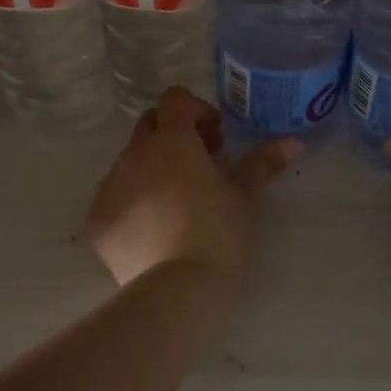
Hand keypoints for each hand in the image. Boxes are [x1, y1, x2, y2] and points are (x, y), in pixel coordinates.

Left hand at [85, 87, 301, 291]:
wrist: (178, 291)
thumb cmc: (218, 233)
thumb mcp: (244, 196)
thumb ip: (263, 163)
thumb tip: (293, 143)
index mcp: (171, 141)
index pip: (174, 99)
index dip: (195, 110)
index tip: (214, 139)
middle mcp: (134, 155)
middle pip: (148, 125)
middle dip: (172, 135)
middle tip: (199, 165)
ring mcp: (110, 187)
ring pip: (129, 162)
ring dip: (151, 168)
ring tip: (176, 203)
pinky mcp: (97, 220)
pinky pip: (113, 197)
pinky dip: (132, 202)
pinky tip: (153, 230)